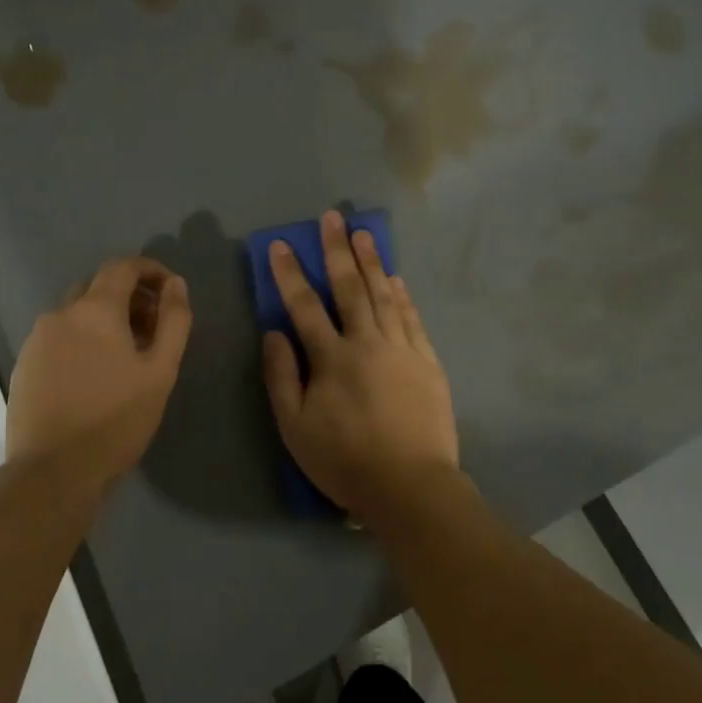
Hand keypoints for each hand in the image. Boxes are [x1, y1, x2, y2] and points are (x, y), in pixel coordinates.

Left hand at [7, 258, 191, 494]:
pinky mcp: (24, 365)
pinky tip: (95, 375)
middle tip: (153, 329)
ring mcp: (36, 340)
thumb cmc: (117, 420)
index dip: (150, 270)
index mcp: (95, 309)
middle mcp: (60, 314)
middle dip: (130, 297)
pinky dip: (82, 340)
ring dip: (105, 320)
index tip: (169, 290)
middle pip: (98, 287)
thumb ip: (174, 321)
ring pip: (76, 313)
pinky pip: (59, 337)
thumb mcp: (160, 371)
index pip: (123, 267)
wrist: (54, 472)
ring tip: (127, 356)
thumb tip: (175, 284)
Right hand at [262, 211, 458, 524]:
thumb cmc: (344, 460)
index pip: (305, 305)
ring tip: (364, 233)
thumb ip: (282, 376)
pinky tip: (396, 279)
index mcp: (332, 358)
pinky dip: (403, 296)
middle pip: (350, 287)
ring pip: (385, 295)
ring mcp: (402, 349)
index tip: (282, 244)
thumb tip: (274, 332)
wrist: (410, 485)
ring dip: (373, 262)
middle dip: (338, 250)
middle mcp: (367, 342)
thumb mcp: (295, 426)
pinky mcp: (427, 362)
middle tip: (332, 218)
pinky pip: (412, 319)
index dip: (291, 273)